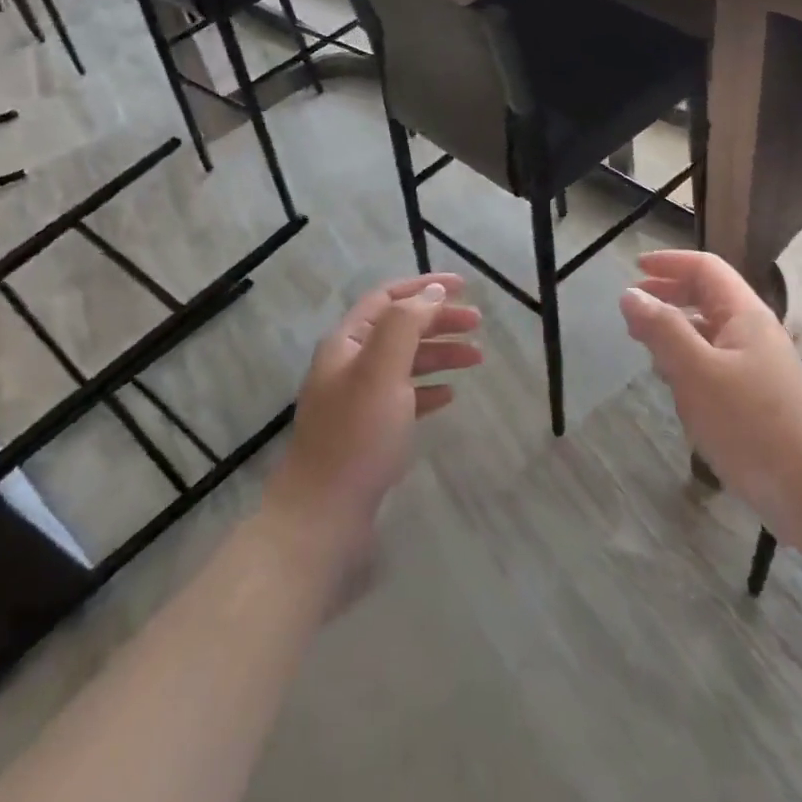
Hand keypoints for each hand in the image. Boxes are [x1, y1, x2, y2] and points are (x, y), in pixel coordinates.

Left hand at [264, 274, 481, 567]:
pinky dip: (428, 389)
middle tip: (479, 324)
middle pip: (399, 329)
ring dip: (440, 354)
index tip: (464, 286)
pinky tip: (449, 395)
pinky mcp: (368, 432)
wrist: (323, 514)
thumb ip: (406, 325)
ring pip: (405, 363)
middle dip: (439, 321)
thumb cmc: (356, 435)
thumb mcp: (382, 370)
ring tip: (477, 359)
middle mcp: (349, 365)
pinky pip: (404, 398)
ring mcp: (358, 400)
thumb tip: (432, 293)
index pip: (387, 298)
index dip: (424, 287)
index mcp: (346, 343)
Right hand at [620, 251, 801, 530]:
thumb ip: (662, 329)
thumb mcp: (696, 371)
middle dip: (668, 294)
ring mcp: (757, 364)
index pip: (705, 268)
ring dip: (675, 327)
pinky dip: (687, 357)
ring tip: (643, 342)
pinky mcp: (756, 395)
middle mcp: (754, 331)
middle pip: (707, 295)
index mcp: (744, 314)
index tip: (633, 268)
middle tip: (632, 307)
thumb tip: (631, 294)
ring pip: (709, 329)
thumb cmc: (749, 423)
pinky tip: (672, 380)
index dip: (669, 262)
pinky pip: (714, 360)